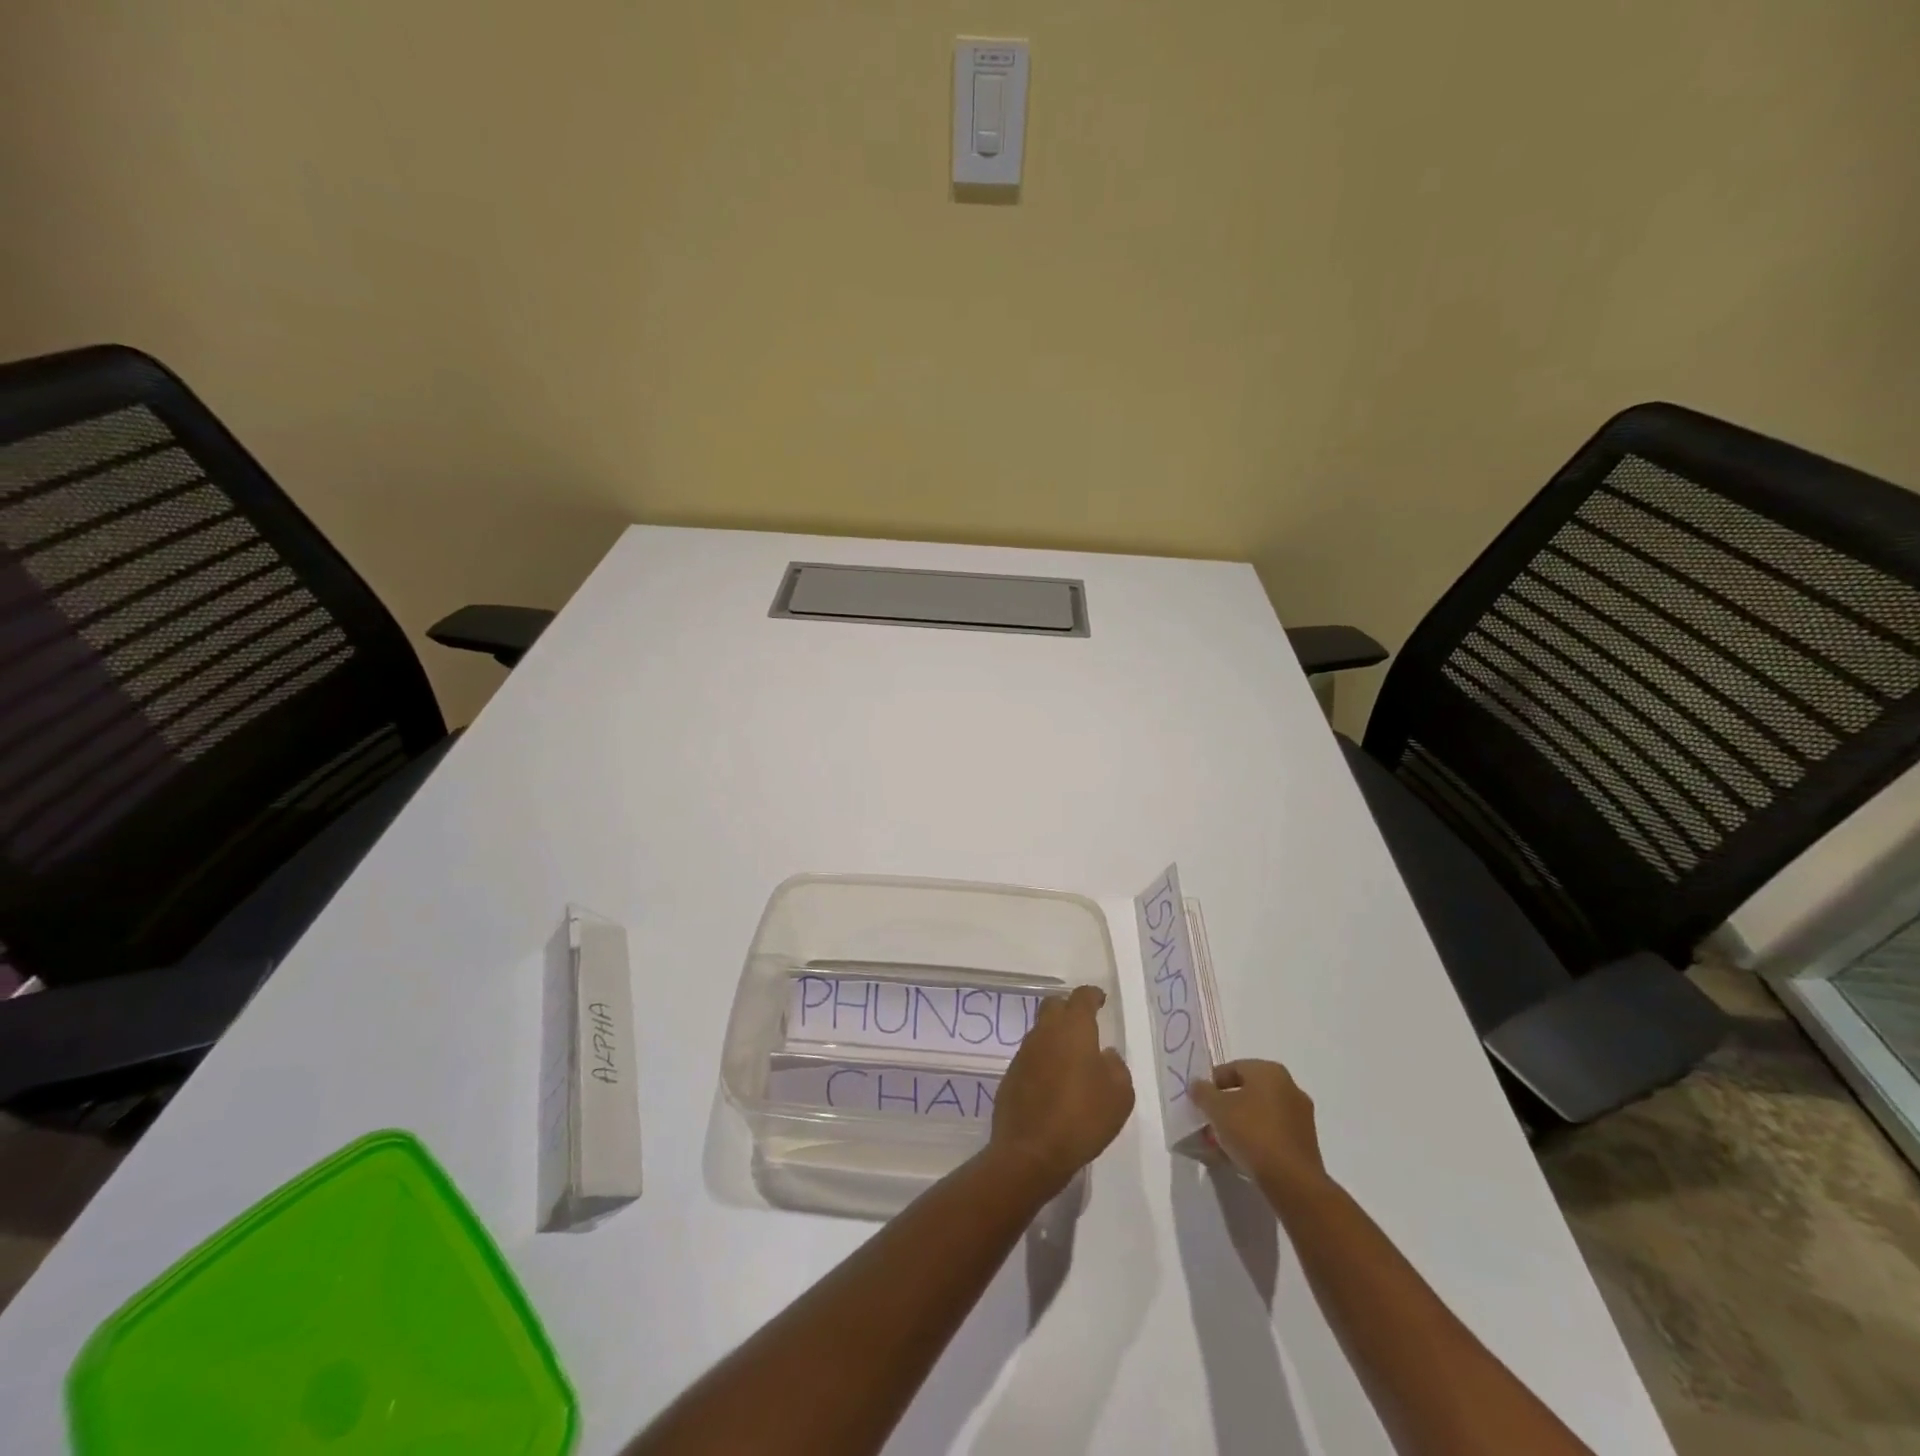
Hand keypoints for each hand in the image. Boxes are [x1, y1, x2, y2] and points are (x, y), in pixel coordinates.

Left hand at [990, 985, 1133, 1192]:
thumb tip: (1106, 1055)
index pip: (1081, 997)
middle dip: (1068, 1009)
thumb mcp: (1119, 1095)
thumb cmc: (1082, 1117)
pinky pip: (1031, 1058)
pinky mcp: (1011, 1076)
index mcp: (1073, 1028)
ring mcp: (1024, 1053)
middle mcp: (1045, 1032)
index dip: (1092, 995)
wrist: (1031, 1151)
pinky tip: (1053, 1084)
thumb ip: (1117, 1068)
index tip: (1100, 1000)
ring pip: (1041, 1032)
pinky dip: (1044, 1062)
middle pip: (1054, 1006)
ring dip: (1055, 1038)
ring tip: (1072, 1059)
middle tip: (1084, 1024)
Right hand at [1190, 1059, 1326, 1194]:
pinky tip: (1237, 1157)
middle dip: (1224, 1107)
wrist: (1293, 1182)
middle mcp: (1289, 1088)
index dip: (1211, 1084)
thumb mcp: (1217, 1109)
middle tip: (1207, 1123)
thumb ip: (1203, 1092)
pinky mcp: (1304, 1144)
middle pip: (1246, 1092)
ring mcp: (1300, 1117)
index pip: (1232, 1068)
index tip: (1199, 1102)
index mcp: (1270, 1071)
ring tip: (1218, 1144)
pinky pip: (1271, 1134)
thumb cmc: (1252, 1133)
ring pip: (1258, 1115)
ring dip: (1238, 1125)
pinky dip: (1254, 1140)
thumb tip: (1198, 1086)